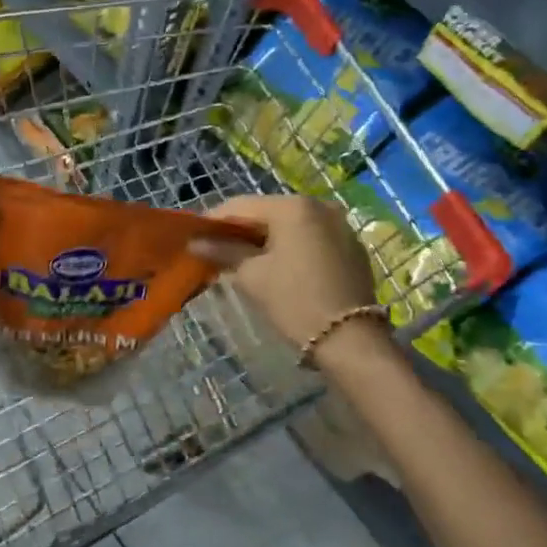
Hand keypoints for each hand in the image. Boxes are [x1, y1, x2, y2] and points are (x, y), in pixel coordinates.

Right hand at [189, 194, 379, 351]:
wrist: (351, 341)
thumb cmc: (295, 302)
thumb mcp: (253, 276)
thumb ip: (223, 252)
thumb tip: (195, 243)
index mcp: (293, 207)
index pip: (241, 206)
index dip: (214, 221)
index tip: (194, 237)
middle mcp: (319, 206)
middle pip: (267, 212)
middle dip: (240, 230)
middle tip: (215, 249)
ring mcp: (339, 224)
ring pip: (290, 225)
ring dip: (265, 238)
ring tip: (242, 259)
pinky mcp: (351, 246)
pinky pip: (310, 237)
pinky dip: (290, 246)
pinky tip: (276, 265)